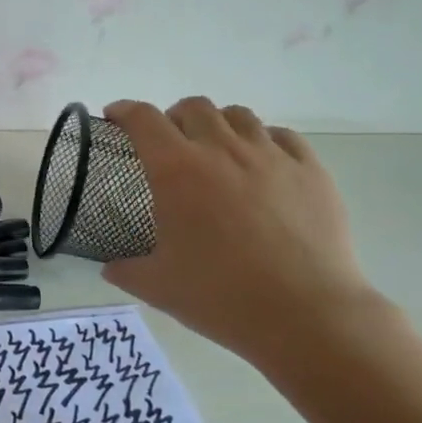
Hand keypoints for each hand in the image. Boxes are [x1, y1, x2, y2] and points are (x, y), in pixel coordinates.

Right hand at [101, 98, 381, 364]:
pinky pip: (282, 136)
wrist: (306, 315)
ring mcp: (271, 156)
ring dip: (217, 124)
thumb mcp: (157, 287)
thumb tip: (110, 267)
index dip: (125, 111)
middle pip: (193, 107)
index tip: (116, 117)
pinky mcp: (311, 171)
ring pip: (239, 116)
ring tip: (215, 150)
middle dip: (173, 117)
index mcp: (177, 171)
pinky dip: (262, 141)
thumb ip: (125, 270)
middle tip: (168, 143)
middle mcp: (222, 150)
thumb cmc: (221, 296)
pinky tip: (261, 165)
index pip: (143, 119)